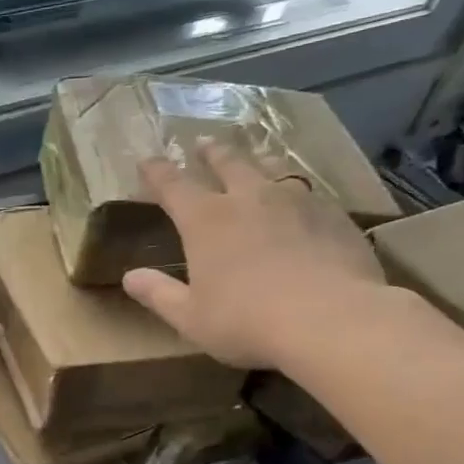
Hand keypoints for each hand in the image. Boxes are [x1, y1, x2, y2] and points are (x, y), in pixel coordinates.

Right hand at [121, 139, 387, 368]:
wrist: (330, 320)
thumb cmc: (246, 321)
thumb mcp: (190, 318)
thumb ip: (159, 294)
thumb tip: (130, 277)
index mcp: (206, 220)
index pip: (173, 185)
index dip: (157, 172)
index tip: (146, 161)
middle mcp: (248, 198)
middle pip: (227, 163)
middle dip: (211, 152)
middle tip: (203, 142)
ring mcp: (296, 201)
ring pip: (273, 168)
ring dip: (258, 159)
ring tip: (257, 156)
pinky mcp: (333, 215)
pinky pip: (309, 191)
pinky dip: (297, 189)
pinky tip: (303, 199)